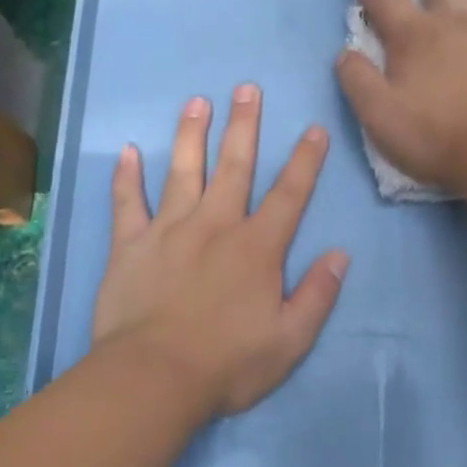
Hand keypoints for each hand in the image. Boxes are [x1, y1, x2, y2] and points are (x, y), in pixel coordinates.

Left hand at [92, 85, 348, 417]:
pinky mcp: (129, 246)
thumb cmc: (228, 364)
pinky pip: (127, 203)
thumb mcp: (290, 340)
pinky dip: (126, 177)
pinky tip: (129, 151)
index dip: (305, 161)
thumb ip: (317, 295)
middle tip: (246, 89)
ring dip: (191, 135)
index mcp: (257, 248)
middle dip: (244, 126)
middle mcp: (215, 226)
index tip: (313, 129)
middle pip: (234, 167)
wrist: (154, 378)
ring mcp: (168, 231)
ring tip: (197, 101)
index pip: (288, 195)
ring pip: (182, 171)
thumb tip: (339, 255)